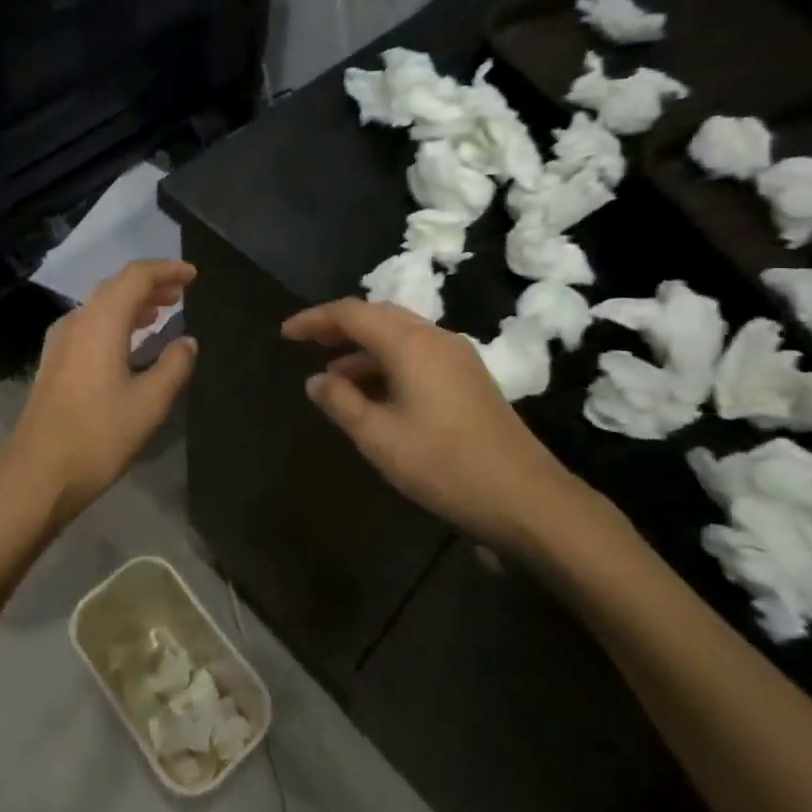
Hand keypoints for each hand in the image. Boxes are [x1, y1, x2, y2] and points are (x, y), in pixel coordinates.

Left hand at [0, 260, 197, 528]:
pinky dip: (117, 321)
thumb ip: (174, 366)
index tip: (193, 275)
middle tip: (182, 292)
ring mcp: (61, 342)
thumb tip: (188, 342)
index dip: (166, 270)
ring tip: (163, 310)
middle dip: (151, 284)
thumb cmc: (98, 436)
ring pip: (102, 306)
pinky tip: (131, 341)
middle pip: (116, 287)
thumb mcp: (150, 403)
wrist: (36, 475)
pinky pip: (91, 325)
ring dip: (134, 303)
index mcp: (101, 322)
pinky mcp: (55, 362)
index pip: (135, 276)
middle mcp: (78, 321)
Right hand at [282, 299, 594, 548]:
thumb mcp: (379, 438)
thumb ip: (342, 402)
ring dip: (364, 347)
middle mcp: (435, 337)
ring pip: (400, 335)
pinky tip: (375, 393)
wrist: (526, 497)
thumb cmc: (443, 465)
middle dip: (339, 327)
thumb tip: (316, 380)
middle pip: (378, 316)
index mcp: (410, 344)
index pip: (352, 314)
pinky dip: (388, 362)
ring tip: (334, 375)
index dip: (315, 319)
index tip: (285, 334)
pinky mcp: (469, 377)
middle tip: (307, 344)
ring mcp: (457, 356)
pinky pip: (418, 353)